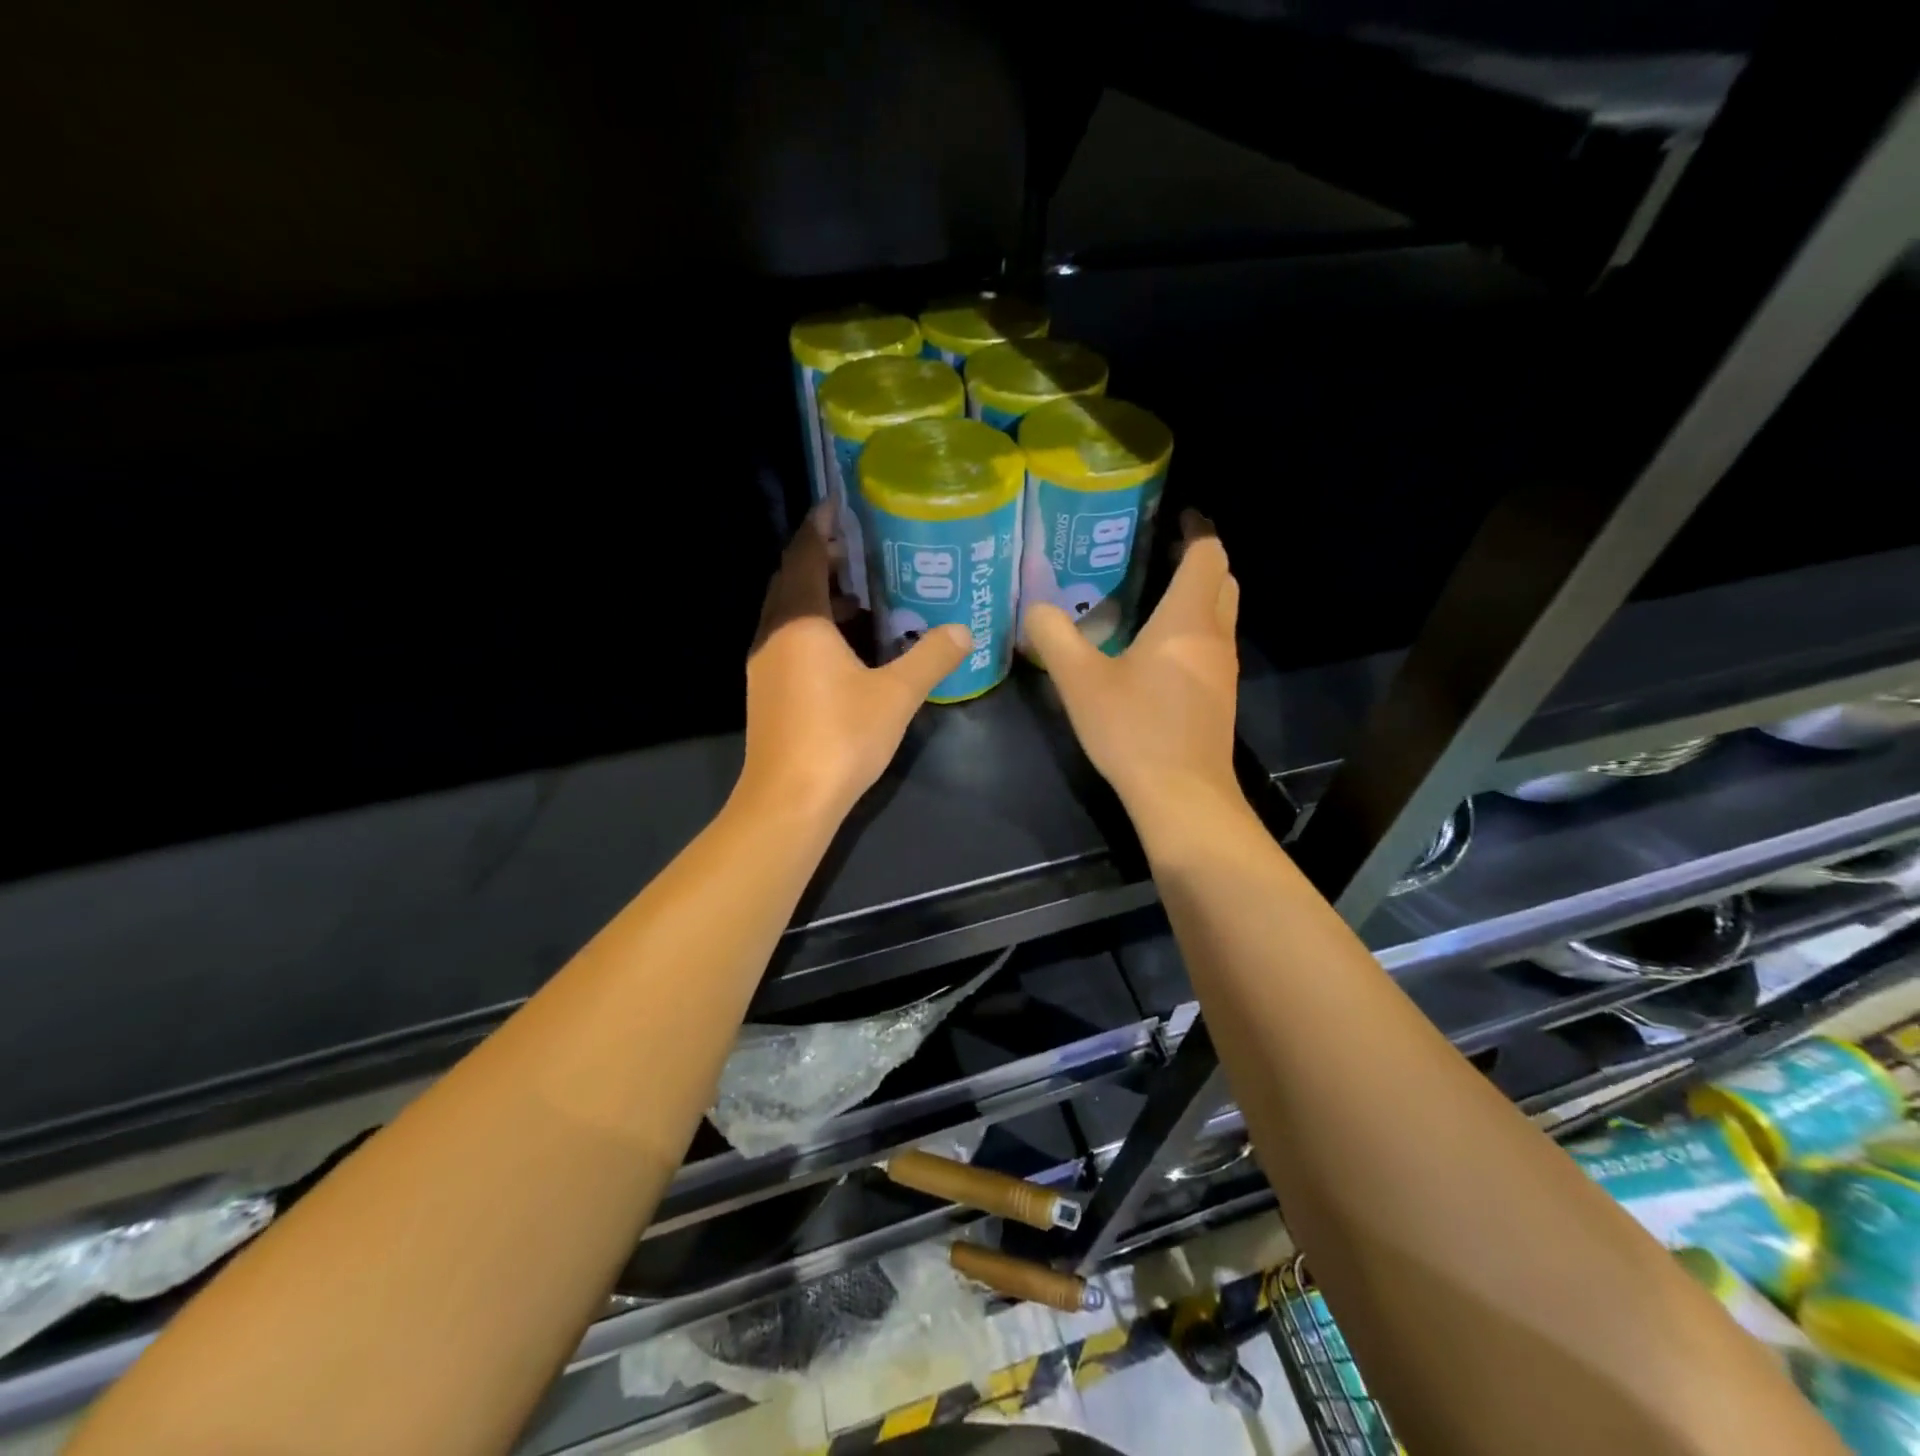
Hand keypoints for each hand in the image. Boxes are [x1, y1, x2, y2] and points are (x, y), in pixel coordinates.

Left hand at [740, 507, 971, 819]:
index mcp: (799, 621)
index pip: (804, 556)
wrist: (790, 799)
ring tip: (862, 593)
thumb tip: (964, 630)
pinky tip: (847, 646)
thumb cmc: (841, 736)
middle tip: (860, 547)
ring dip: (818, 597)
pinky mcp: (766, 690)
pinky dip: (814, 628)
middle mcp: (773, 634)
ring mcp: (764, 664)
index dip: (820, 527)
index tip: (839, 506)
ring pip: (788, 613)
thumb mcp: (896, 694)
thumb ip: (931, 657)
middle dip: (821, 559)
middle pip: (791, 580)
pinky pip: (788, 640)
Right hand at [1025, 511, 1241, 825]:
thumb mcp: (1080, 682)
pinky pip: (1212, 645)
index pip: (1209, 554)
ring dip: (1197, 597)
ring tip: (1151, 597)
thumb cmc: (1134, 730)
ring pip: (1221, 614)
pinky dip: (1193, 631)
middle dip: (1198, 560)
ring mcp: (1222, 669)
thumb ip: (1055, 637)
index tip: (1173, 518)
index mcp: (1187, 619)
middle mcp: (1215, 636)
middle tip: (1156, 556)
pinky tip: (1156, 651)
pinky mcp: (1219, 698)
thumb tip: (1036, 607)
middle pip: (1223, 580)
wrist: (1181, 796)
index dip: (1196, 530)